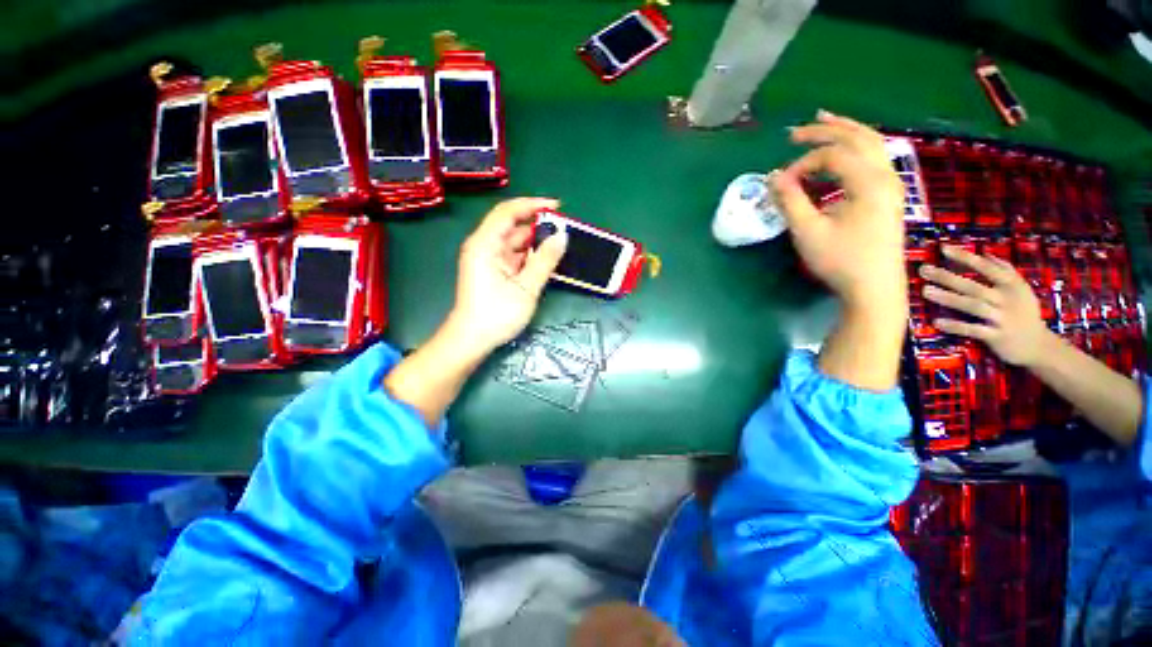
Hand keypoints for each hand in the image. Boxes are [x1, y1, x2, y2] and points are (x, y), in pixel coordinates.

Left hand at [447, 197, 567, 354]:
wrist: (472, 340)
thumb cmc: (497, 314)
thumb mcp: (526, 288)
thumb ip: (545, 260)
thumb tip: (563, 236)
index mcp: (485, 244)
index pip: (508, 212)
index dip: (533, 205)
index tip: (557, 207)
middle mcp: (485, 246)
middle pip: (513, 227)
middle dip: (539, 227)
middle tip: (565, 232)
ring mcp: (489, 259)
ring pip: (516, 243)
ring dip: (537, 244)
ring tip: (561, 246)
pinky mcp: (495, 271)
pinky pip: (515, 256)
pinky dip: (531, 257)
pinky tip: (548, 261)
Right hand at [770, 110, 907, 311]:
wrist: (874, 288)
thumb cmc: (840, 260)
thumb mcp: (808, 232)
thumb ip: (789, 201)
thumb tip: (773, 177)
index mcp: (869, 182)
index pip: (833, 156)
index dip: (802, 164)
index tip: (782, 184)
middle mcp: (886, 175)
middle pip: (857, 138)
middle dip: (825, 132)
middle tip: (794, 133)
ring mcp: (892, 184)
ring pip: (871, 144)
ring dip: (845, 131)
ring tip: (823, 122)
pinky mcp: (889, 195)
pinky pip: (875, 158)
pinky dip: (856, 147)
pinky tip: (844, 152)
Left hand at [920, 245, 1052, 366]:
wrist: (1038, 345)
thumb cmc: (1024, 312)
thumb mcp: (1020, 288)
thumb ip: (1004, 270)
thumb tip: (985, 252)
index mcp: (1012, 285)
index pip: (986, 267)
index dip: (965, 257)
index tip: (943, 249)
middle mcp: (1006, 299)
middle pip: (973, 286)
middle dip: (947, 277)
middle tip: (923, 270)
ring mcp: (1002, 318)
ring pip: (971, 305)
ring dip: (948, 298)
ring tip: (925, 291)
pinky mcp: (996, 336)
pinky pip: (973, 330)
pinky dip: (955, 326)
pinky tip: (936, 321)